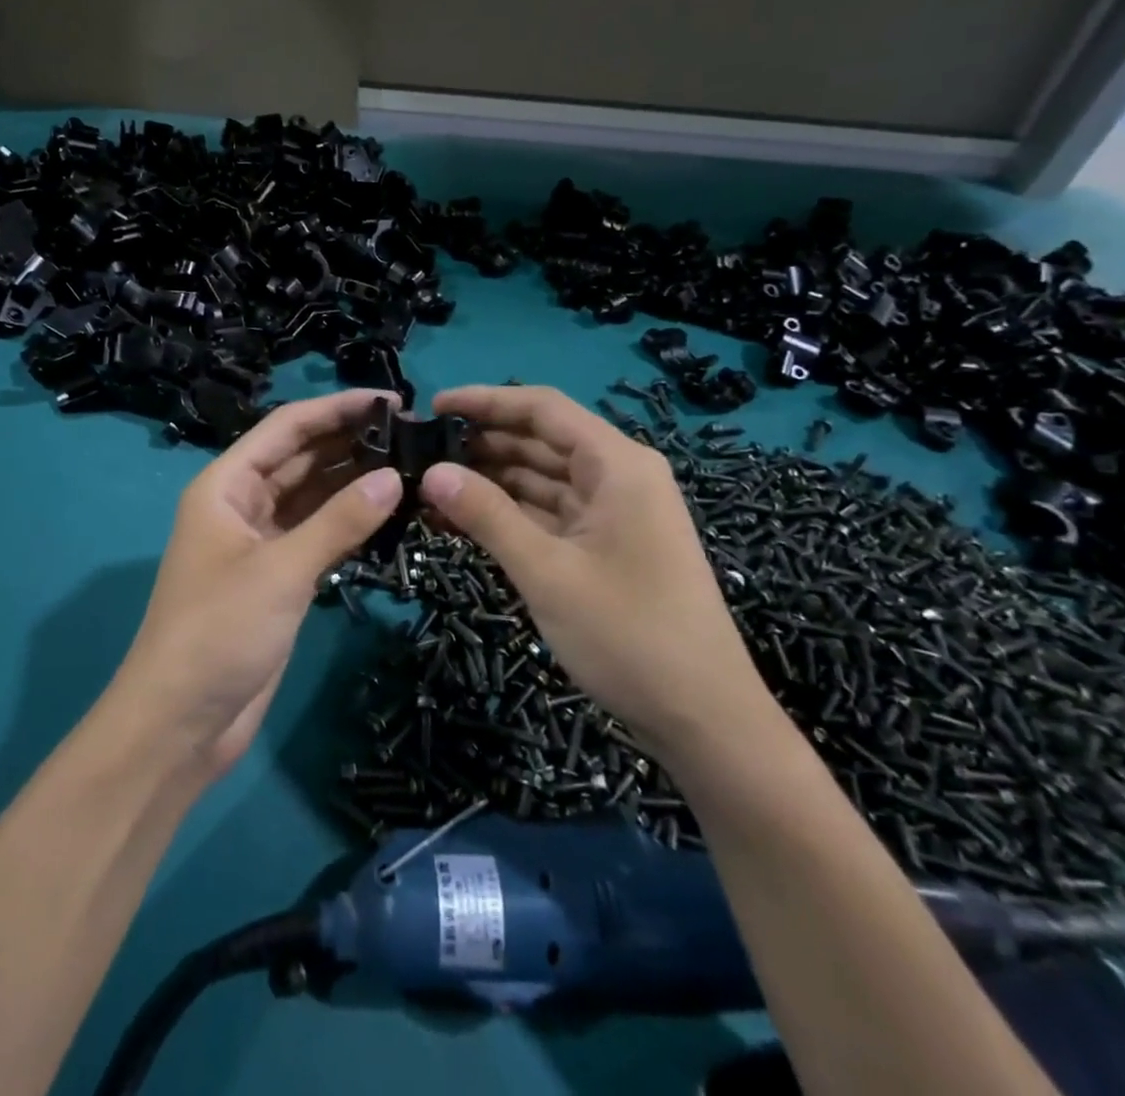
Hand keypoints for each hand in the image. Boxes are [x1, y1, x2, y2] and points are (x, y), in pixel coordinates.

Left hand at [111, 391, 401, 779]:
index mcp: (226, 485)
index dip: (336, 408)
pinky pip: (318, 534)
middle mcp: (241, 504)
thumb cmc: (218, 632)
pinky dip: (349, 522)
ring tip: (412, 465)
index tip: (391, 400)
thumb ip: (339, 522)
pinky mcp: (278, 577)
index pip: (286, 428)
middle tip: (415, 435)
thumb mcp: (281, 571)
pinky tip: (390, 512)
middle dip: (351, 442)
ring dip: (354, 481)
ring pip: (313, 496)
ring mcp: (261, 542)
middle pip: (301, 457)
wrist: (180, 722)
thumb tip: (393, 478)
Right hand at [419, 384, 772, 760]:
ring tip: (428, 485)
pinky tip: (460, 521)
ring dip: (489, 482)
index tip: (433, 407)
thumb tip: (431, 472)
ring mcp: (612, 514)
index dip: (485, 401)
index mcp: (617, 465)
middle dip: (481, 443)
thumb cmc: (630, 635)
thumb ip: (487, 515)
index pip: (542, 408)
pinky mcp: (604, 548)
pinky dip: (508, 516)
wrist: (705, 722)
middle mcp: (617, 478)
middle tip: (419, 452)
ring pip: (540, 480)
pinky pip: (548, 516)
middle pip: (540, 441)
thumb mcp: (547, 572)